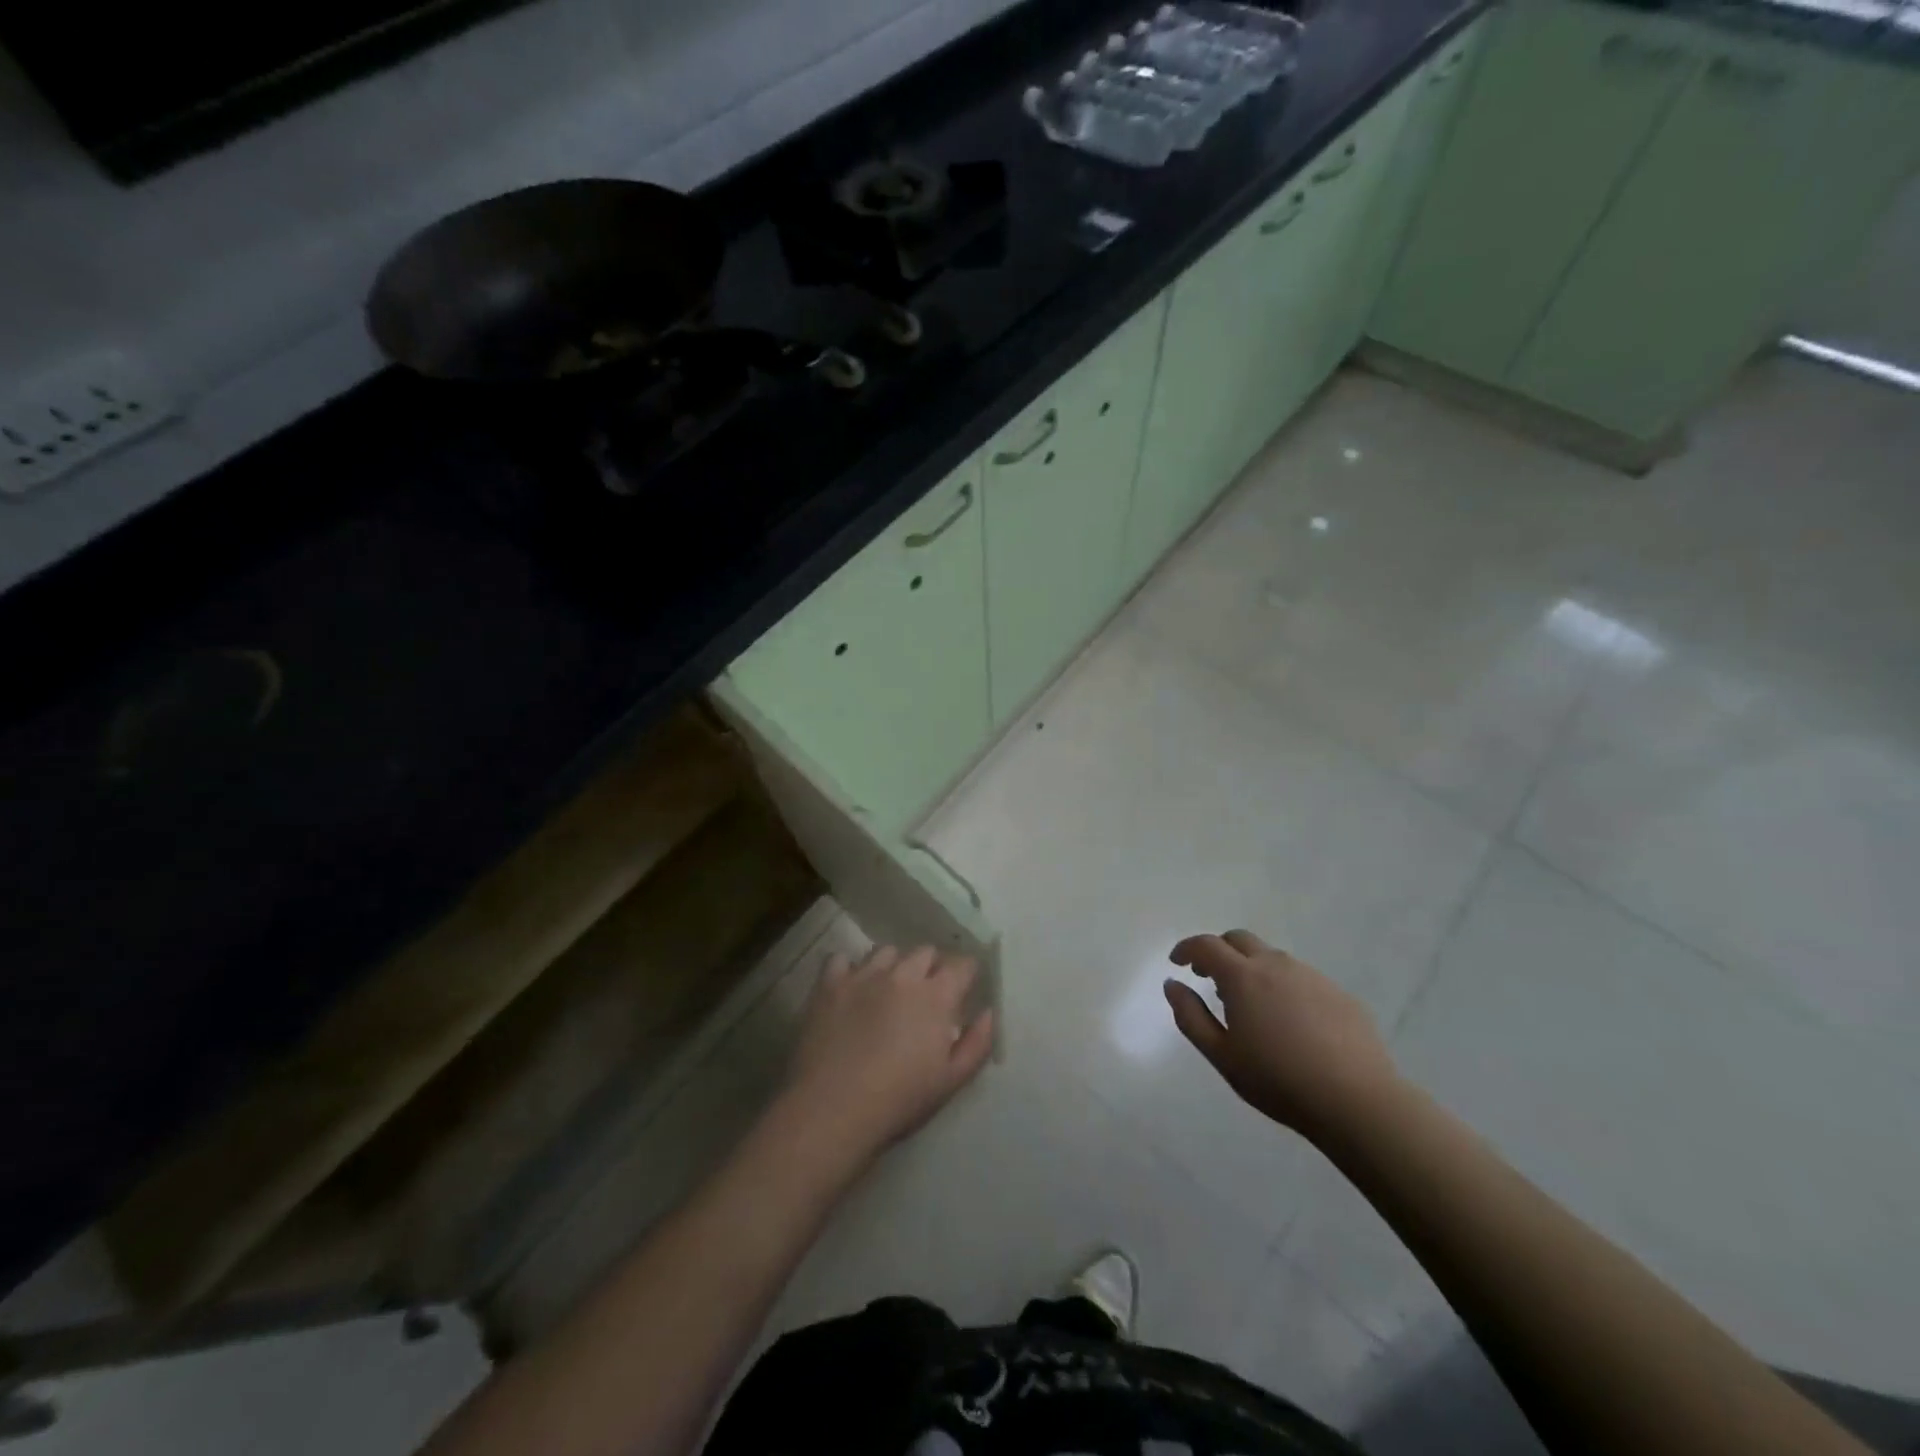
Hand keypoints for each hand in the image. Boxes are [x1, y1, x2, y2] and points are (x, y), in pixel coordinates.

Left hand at [782, 945, 994, 1160]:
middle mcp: (902, 975)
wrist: (832, 1109)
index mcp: (936, 996)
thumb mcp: (951, 1081)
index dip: (965, 975)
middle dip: (931, 967)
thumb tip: (988, 1012)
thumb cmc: (899, 1100)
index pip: (962, 964)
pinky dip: (849, 969)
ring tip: (887, 990)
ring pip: (886, 952)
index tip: (962, 989)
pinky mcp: (829, 983)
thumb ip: (977, 1043)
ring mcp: (863, 975)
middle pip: (925, 951)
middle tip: (925, 994)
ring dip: (893, 966)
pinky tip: (849, 989)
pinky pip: (841, 959)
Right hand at [1164, 930, 1399, 1141]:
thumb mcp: (1221, 1055)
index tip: (1177, 963)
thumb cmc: (1277, 1080)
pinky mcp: (1339, 993)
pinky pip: (1301, 978)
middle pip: (1239, 939)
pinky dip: (1283, 986)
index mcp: (1243, 976)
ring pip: (1272, 957)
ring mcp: (1311, 976)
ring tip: (1249, 1004)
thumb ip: (1190, 1015)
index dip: (1186, 949)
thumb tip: (1172, 984)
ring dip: (1251, 968)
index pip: (1206, 945)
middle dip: (1218, 951)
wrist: (1357, 1101)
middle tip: (1208, 978)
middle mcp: (1276, 964)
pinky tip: (1289, 1021)